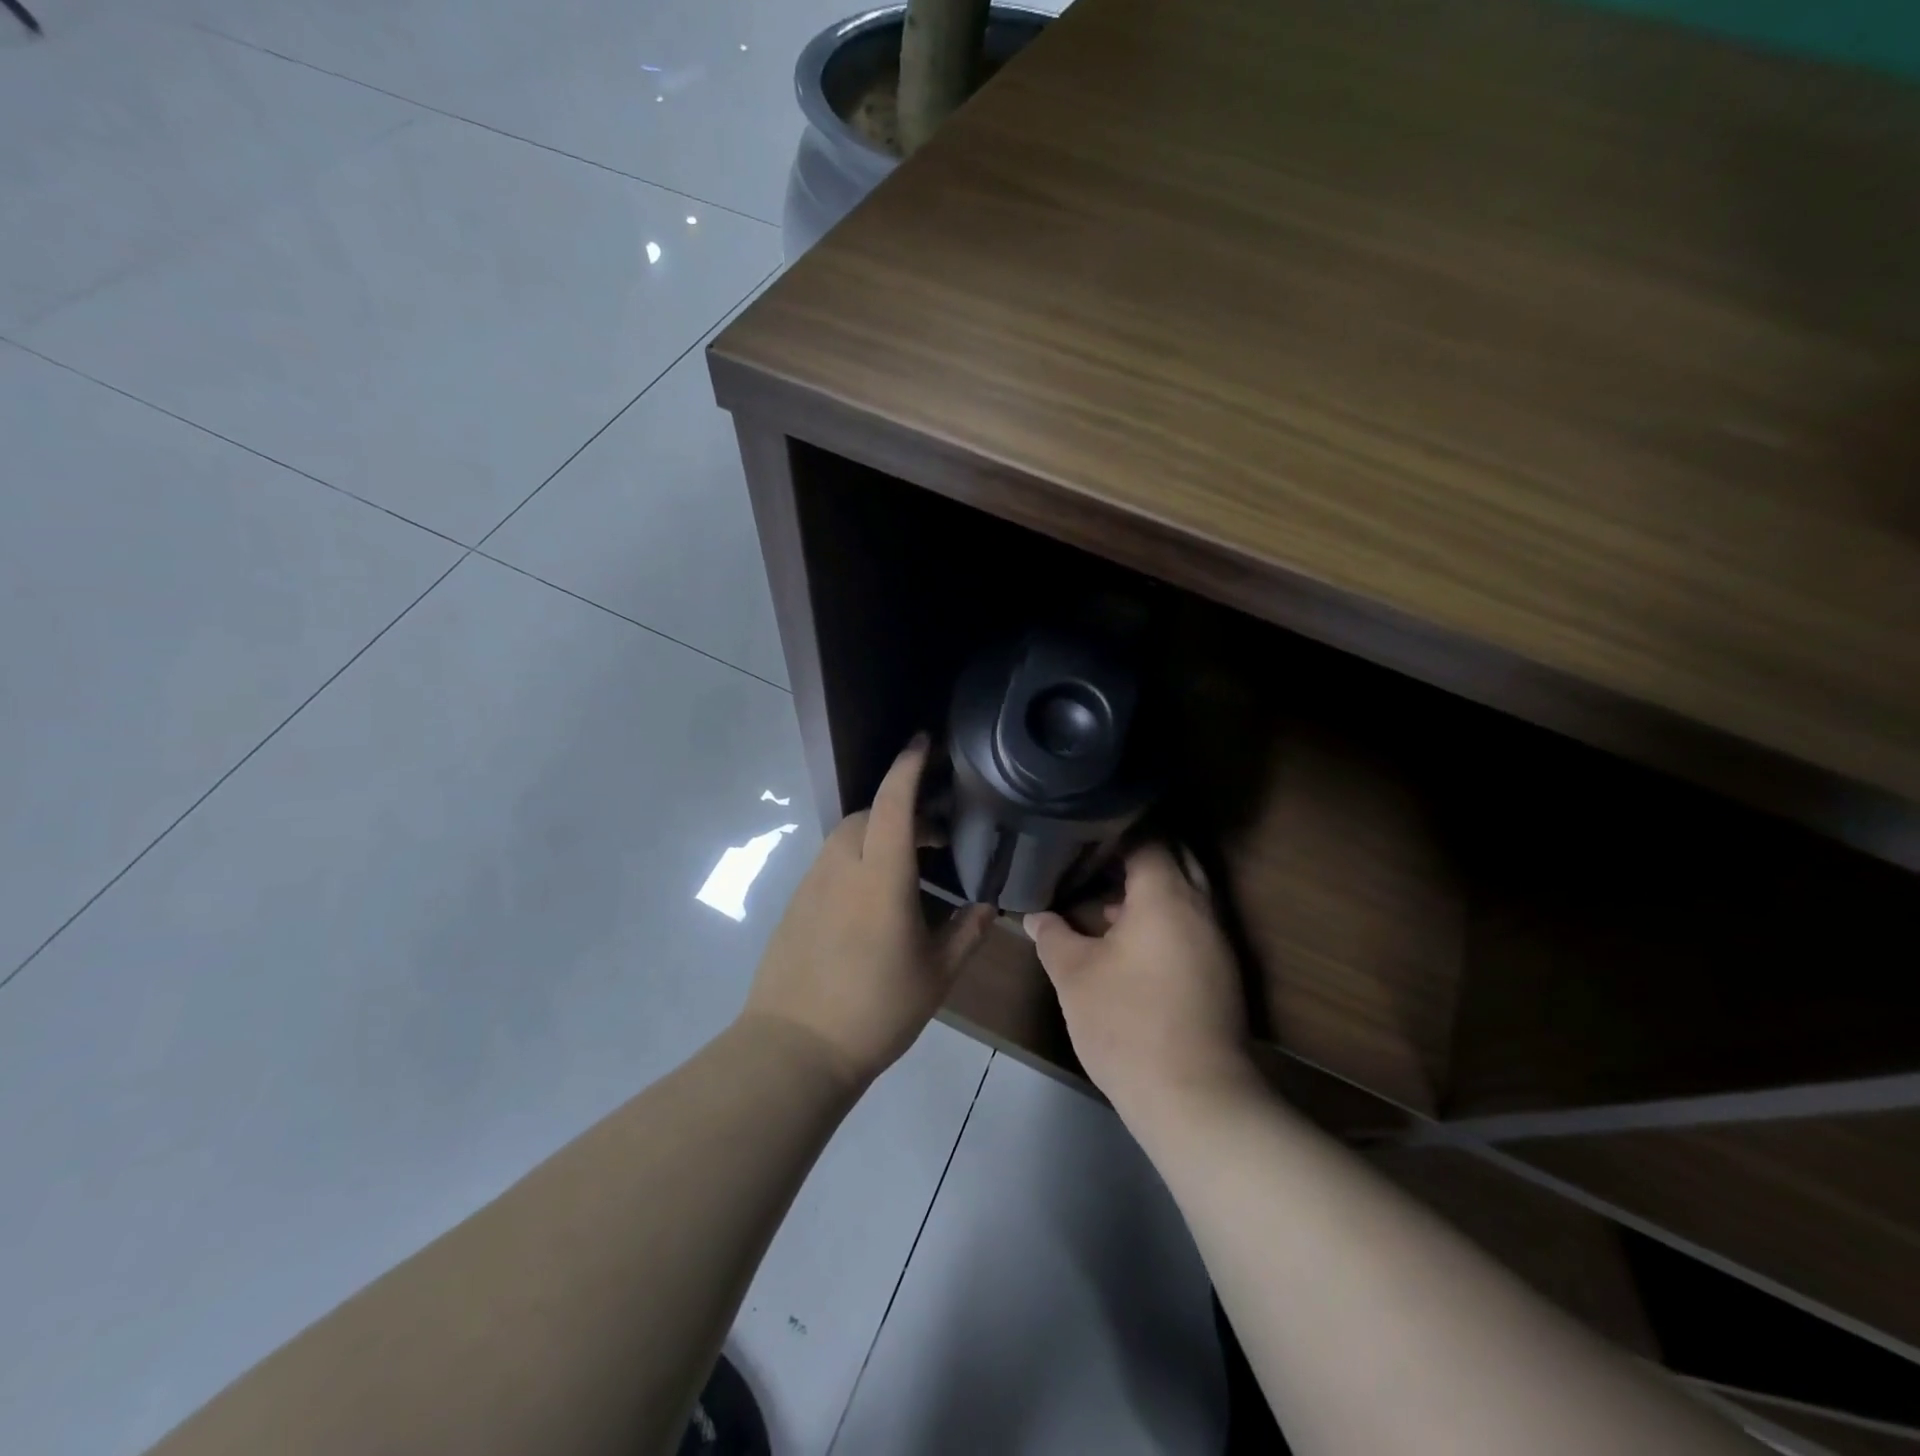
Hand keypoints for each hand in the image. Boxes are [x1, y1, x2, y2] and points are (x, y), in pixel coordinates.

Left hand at [742, 736, 994, 1088]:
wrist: (795, 1047)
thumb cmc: (875, 1009)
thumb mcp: (935, 975)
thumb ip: (967, 933)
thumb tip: (989, 906)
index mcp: (880, 875)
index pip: (894, 802)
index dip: (909, 766)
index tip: (925, 741)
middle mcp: (842, 866)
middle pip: (868, 814)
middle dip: (901, 807)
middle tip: (935, 833)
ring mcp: (812, 884)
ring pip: (847, 837)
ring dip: (878, 833)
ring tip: (908, 865)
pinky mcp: (796, 903)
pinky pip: (831, 862)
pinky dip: (857, 859)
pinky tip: (874, 897)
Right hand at [1023, 843, 1255, 1124]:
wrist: (1194, 1098)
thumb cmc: (1127, 1023)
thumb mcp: (1074, 976)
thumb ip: (1052, 936)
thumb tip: (1034, 916)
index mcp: (1167, 896)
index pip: (1149, 838)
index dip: (1116, 829)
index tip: (1085, 829)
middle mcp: (1201, 908)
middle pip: (1176, 858)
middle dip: (1138, 853)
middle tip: (1095, 856)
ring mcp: (1217, 941)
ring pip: (1186, 894)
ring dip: (1151, 889)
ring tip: (1104, 896)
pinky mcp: (1221, 972)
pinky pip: (1191, 923)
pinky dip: (1163, 917)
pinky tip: (1127, 940)